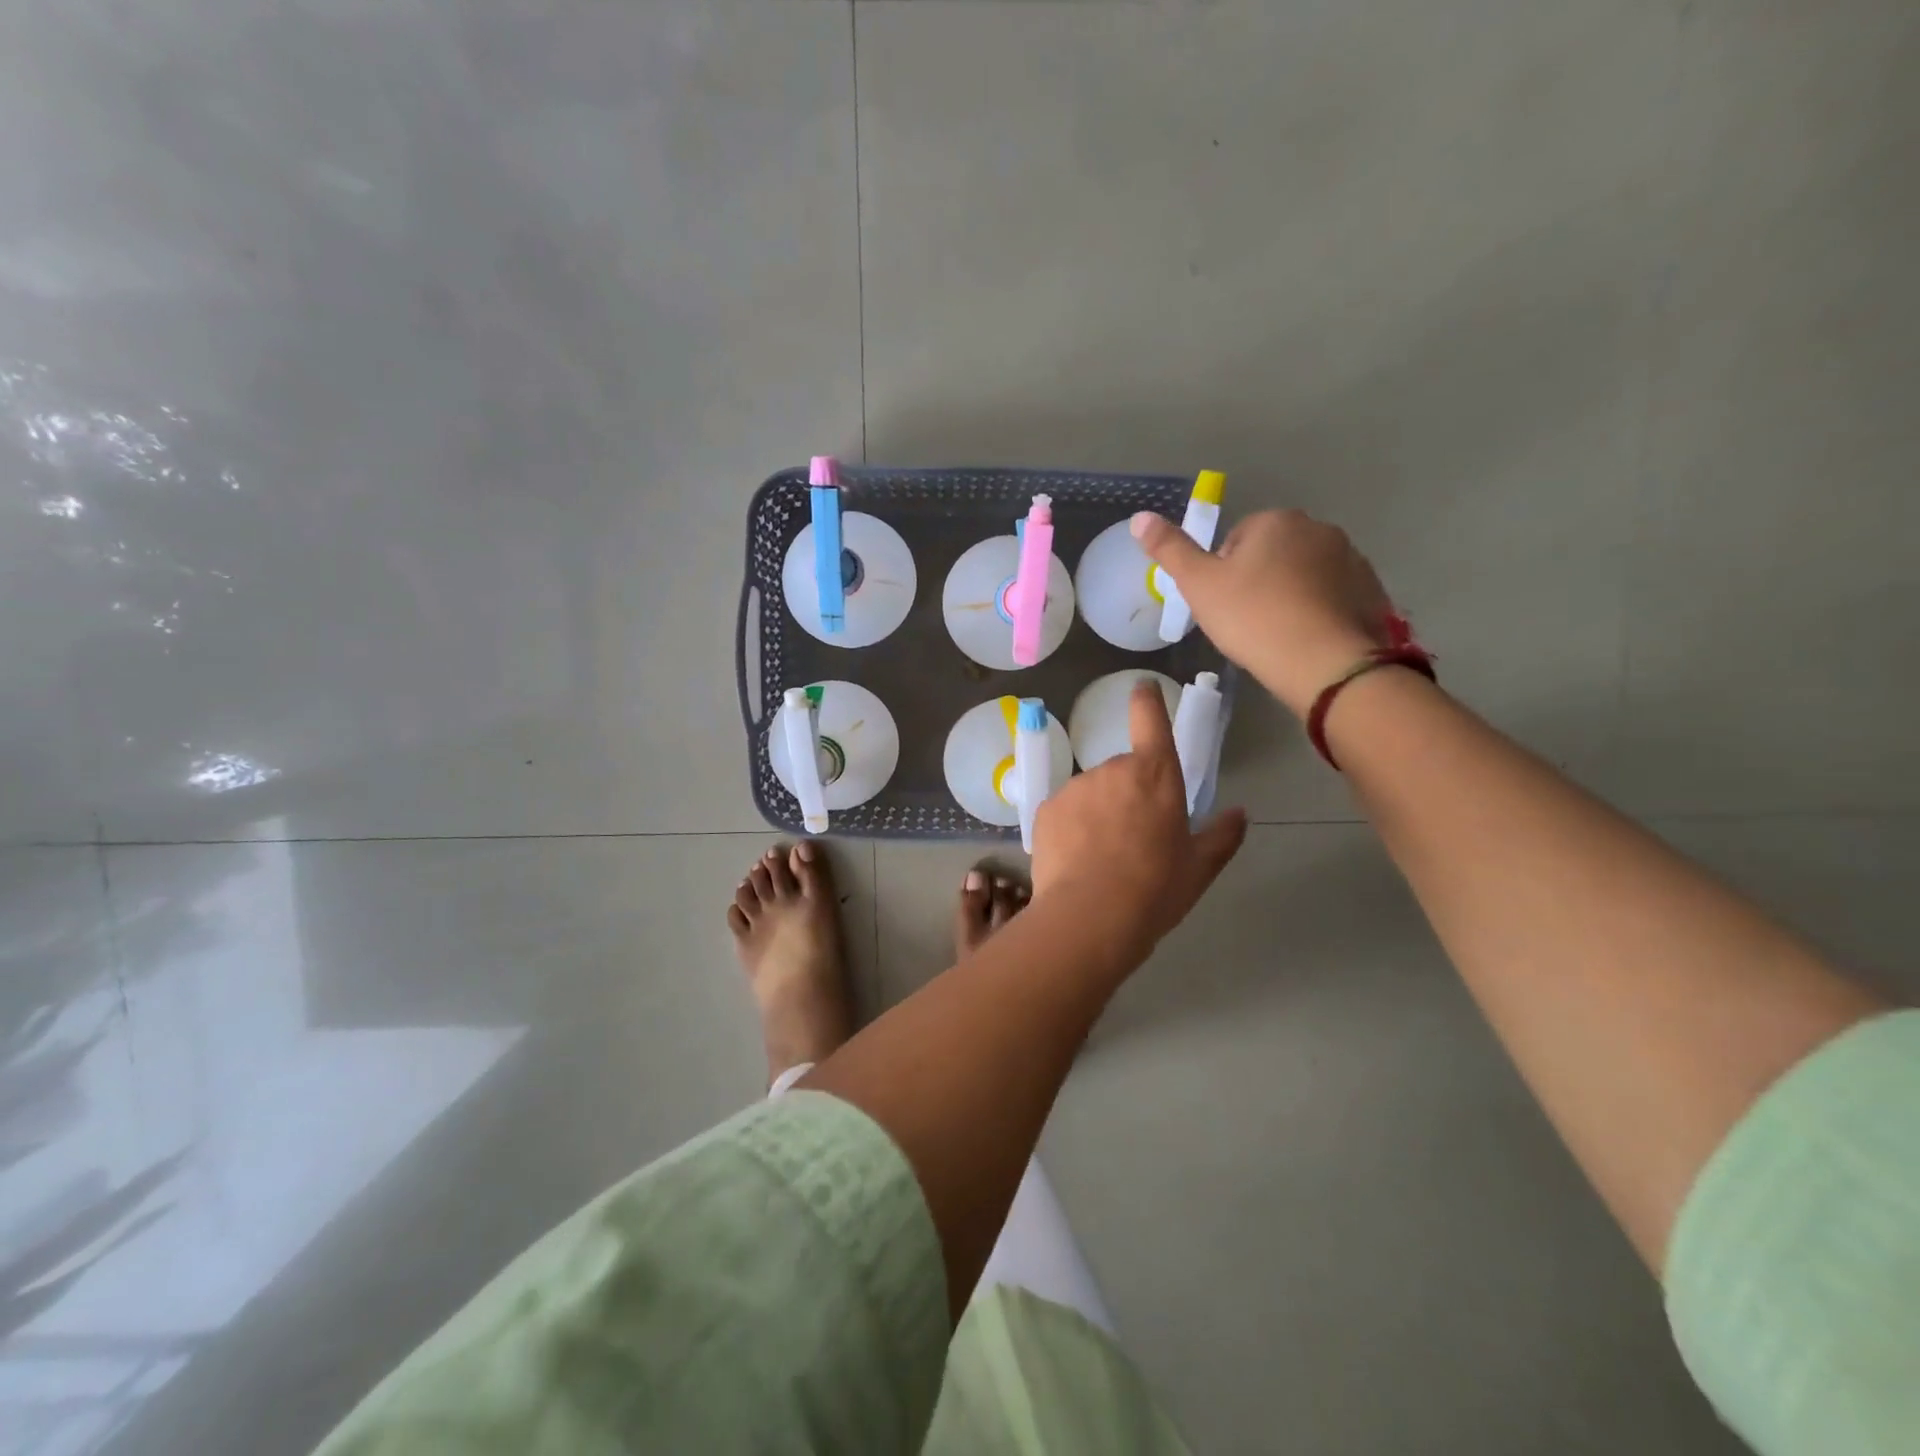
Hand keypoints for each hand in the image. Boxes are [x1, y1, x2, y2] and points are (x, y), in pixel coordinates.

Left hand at [1031, 682, 1246, 950]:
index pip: (1150, 719)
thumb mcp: (1199, 867)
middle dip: (1129, 795)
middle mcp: (1111, 769)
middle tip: (1135, 839)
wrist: (1091, 916)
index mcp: (1155, 774)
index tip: (1143, 688)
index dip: (1147, 699)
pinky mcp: (1045, 809)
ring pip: (1092, 793)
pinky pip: (1065, 812)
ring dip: (1099, 812)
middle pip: (1123, 771)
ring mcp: (1074, 787)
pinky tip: (1078, 861)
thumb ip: (1221, 835)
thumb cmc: (1155, 889)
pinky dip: (1072, 828)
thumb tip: (1240, 814)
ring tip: (1104, 858)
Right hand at [1133, 508, 1395, 717]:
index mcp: (1275, 521)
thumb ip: (1169, 549)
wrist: (1324, 662)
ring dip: (1289, 594)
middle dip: (1259, 580)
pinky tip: (1306, 639)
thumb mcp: (1198, 585)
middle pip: (1273, 553)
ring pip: (1304, 574)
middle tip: (1246, 621)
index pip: (1237, 539)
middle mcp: (1318, 528)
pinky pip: (1332, 595)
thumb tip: (1139, 517)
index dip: (1224, 573)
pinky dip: (1318, 611)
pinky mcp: (1371, 589)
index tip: (1224, 605)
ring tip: (1277, 633)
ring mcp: (1351, 558)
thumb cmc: (1253, 618)